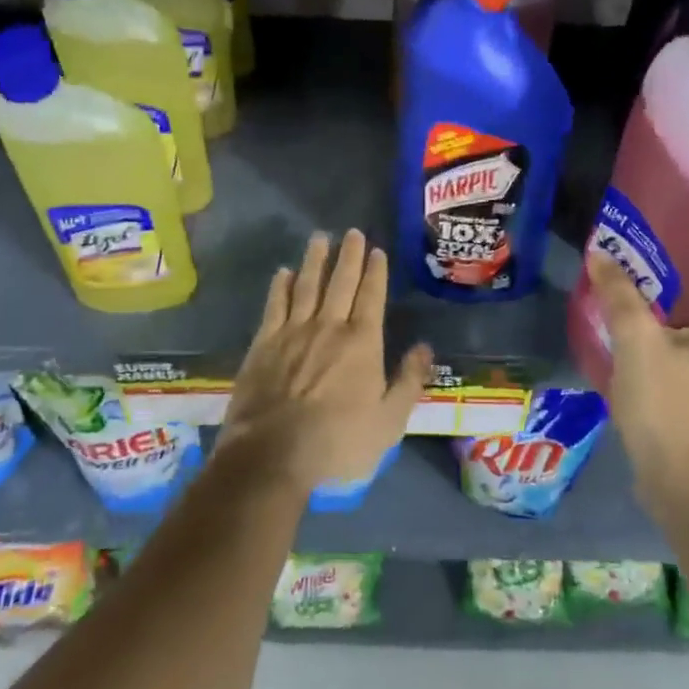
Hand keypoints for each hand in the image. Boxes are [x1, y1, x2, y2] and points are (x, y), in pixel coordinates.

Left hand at [219, 229, 431, 493]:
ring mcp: (293, 332)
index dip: (376, 271)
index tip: (377, 250)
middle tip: (352, 232)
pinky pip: (275, 305)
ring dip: (315, 260)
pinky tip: (284, 272)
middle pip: (341, 282)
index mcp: (362, 343)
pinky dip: (281, 286)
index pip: (371, 296)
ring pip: (307, 285)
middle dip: (349, 256)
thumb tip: (424, 346)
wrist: (272, 455)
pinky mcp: (264, 344)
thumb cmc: (338, 443)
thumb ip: (408, 381)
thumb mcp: (389, 422)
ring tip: (320, 238)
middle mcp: (328, 327)